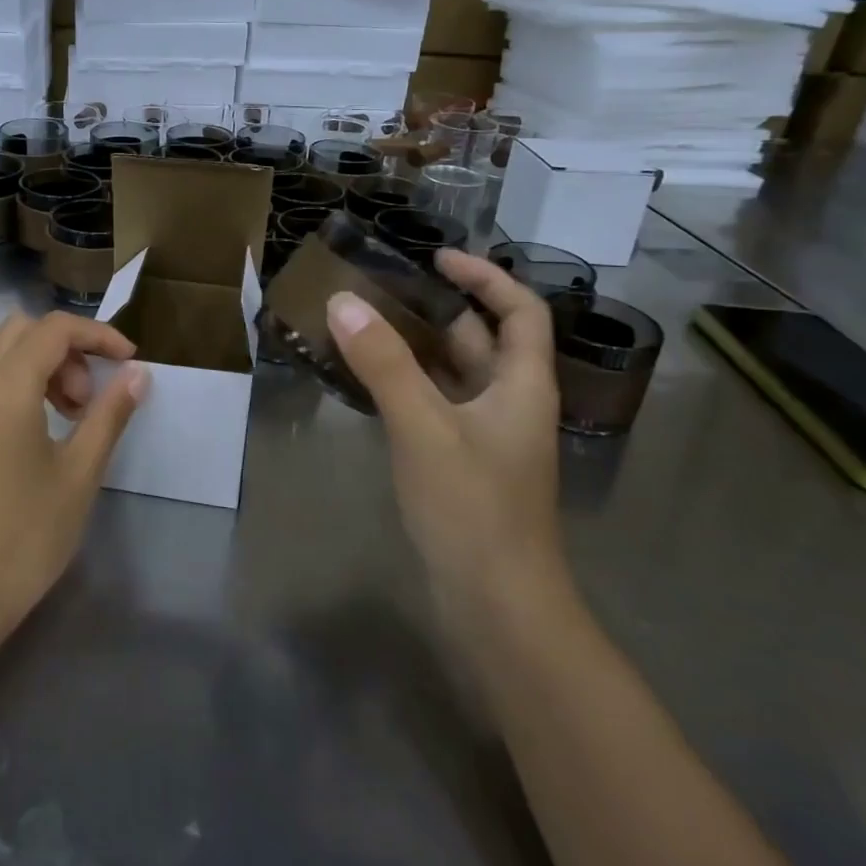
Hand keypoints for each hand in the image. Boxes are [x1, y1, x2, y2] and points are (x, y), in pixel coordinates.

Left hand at [0, 311, 147, 644]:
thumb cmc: (26, 535)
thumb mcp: (80, 473)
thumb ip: (110, 413)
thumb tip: (137, 374)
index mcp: (4, 386)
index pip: (54, 328)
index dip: (98, 335)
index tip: (130, 362)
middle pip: (24, 330)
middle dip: (67, 349)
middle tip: (91, 398)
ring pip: (1, 352)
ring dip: (42, 365)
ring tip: (71, 417)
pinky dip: (18, 382)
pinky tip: (38, 430)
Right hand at [326, 251, 568, 633]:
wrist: (498, 607)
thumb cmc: (473, 508)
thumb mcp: (424, 427)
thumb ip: (384, 364)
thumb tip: (343, 301)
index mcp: (522, 385)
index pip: (520, 311)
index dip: (486, 277)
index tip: (437, 257)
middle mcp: (510, 404)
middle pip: (483, 339)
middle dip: (439, 309)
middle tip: (382, 289)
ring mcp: (486, 438)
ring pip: (454, 375)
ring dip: (416, 347)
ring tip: (364, 325)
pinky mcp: (462, 464)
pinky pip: (435, 406)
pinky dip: (406, 385)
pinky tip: (366, 382)